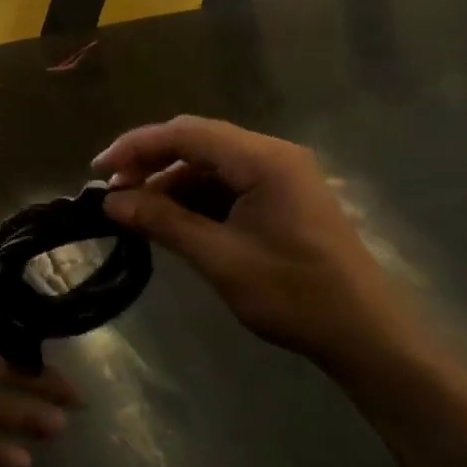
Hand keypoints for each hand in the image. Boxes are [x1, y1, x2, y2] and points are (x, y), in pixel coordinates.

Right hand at [94, 117, 421, 370]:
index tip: (99, 171)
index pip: (185, 133)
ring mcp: (281, 173)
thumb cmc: (296, 295)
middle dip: (151, 162)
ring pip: (211, 162)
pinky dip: (196, 196)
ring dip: (172, 181)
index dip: (136, 146)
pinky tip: (174, 220)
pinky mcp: (283, 195)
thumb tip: (110, 202)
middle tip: (113, 191)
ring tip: (137, 210)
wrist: (367, 334)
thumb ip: (163, 222)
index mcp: (263, 158)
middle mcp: (272, 153)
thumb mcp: (220, 259)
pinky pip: (229, 182)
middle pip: (198, 141)